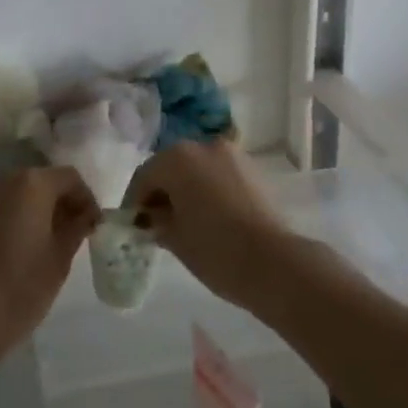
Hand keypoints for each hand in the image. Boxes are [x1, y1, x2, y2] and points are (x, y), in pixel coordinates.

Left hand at [0, 167, 97, 358]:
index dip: (87, 199)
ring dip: (40, 208)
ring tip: (52, 239)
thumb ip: (77, 228)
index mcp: (33, 183)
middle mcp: (5, 179)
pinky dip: (19, 216)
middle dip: (63, 201)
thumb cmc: (22, 285)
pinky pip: (3, 206)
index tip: (94, 226)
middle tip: (77, 231)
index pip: (70, 178)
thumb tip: (86, 216)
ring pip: (21, 192)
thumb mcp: (60, 257)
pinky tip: (25, 244)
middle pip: (43, 180)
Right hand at [123, 141, 289, 309]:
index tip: (134, 224)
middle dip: (161, 190)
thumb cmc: (214, 248)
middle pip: (171, 166)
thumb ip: (156, 220)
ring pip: (197, 168)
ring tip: (184, 219)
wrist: (273, 262)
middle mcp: (204, 146)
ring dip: (186, 188)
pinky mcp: (252, 169)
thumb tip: (152, 216)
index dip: (135, 201)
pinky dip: (208, 188)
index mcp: (178, 158)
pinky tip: (209, 215)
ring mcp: (232, 155)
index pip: (145, 176)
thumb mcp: (174, 237)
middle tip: (156, 221)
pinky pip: (219, 174)